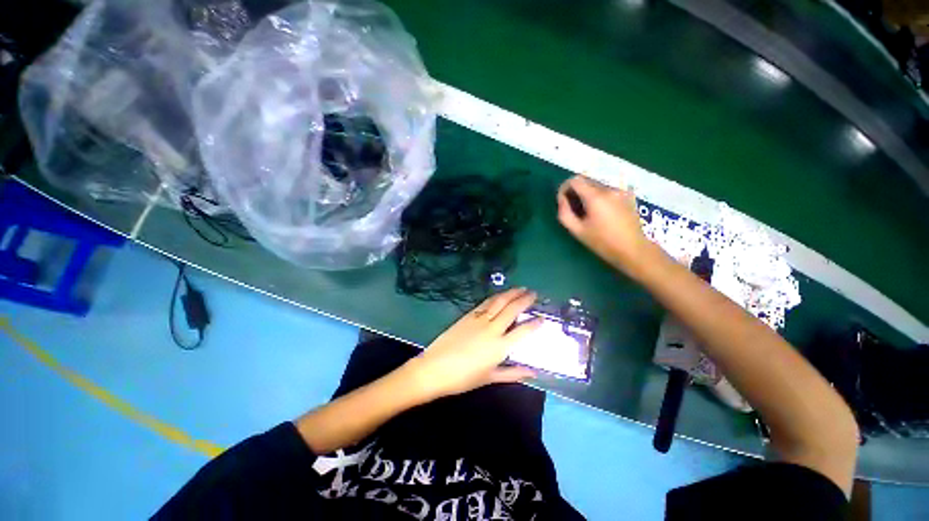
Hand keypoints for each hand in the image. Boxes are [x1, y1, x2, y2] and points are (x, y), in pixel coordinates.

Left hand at [406, 288, 542, 398]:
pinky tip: (500, 295)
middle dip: (525, 299)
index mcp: (500, 346)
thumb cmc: (463, 378)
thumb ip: (513, 373)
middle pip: (512, 309)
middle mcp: (492, 329)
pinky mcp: (468, 315)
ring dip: (511, 293)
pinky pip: (485, 303)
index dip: (535, 324)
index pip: (523, 331)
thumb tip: (533, 372)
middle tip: (533, 293)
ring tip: (520, 288)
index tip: (542, 318)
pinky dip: (495, 297)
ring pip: (499, 302)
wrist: (435, 368)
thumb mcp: (490, 377)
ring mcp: (479, 320)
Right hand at [557, 174, 653, 273]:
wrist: (633, 249)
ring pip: (597, 185)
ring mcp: (621, 190)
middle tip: (573, 207)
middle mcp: (609, 188)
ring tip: (587, 211)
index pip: (575, 180)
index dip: (565, 187)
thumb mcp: (578, 231)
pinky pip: (608, 190)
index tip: (562, 200)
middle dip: (576, 191)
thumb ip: (565, 213)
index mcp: (595, 197)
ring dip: (588, 193)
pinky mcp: (628, 195)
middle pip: (586, 180)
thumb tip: (561, 199)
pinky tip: (601, 211)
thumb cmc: (603, 242)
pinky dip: (600, 196)